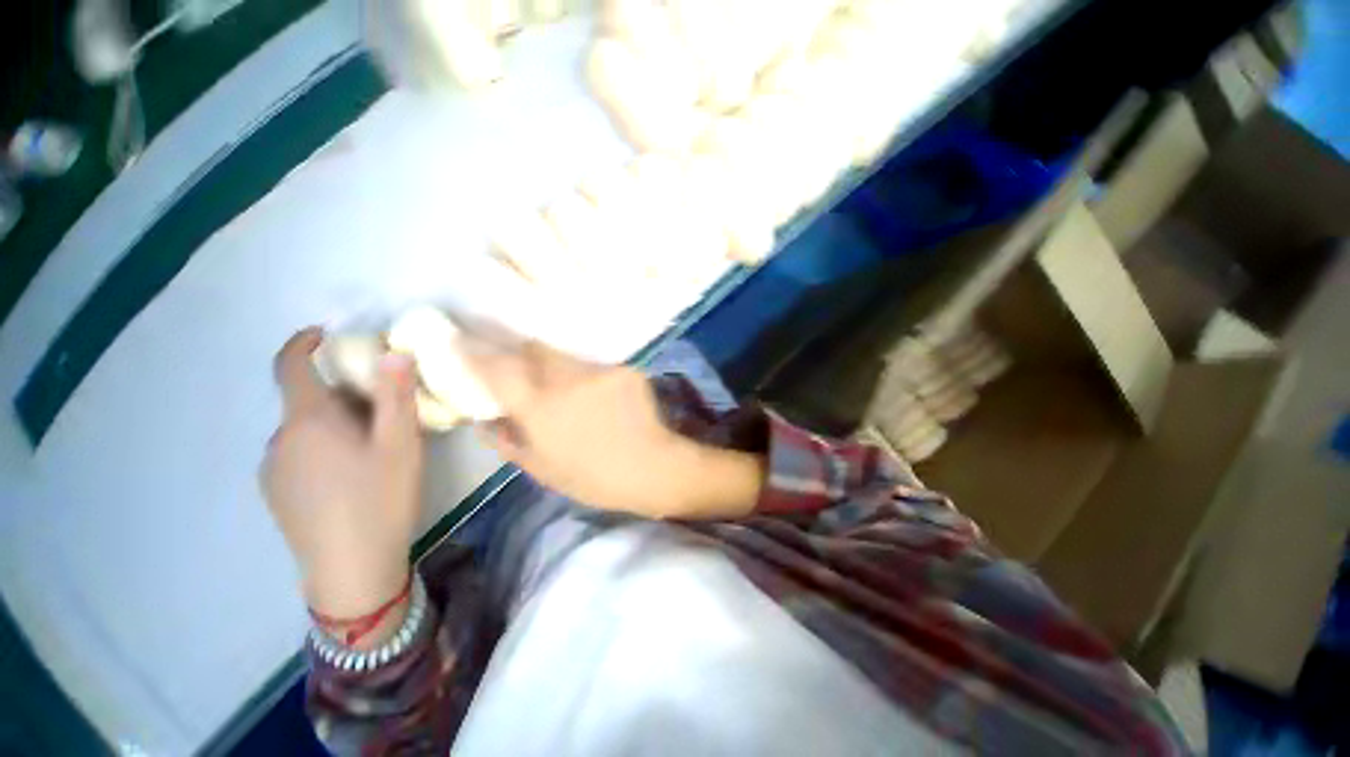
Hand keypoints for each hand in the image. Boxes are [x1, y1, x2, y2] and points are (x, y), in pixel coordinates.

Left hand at [261, 328, 422, 639]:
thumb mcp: (401, 443)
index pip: (290, 366)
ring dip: (332, 426)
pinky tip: (349, 478)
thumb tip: (393, 352)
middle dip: (340, 395)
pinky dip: (321, 450)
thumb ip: (395, 395)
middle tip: (383, 413)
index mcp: (308, 421)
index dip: (303, 343)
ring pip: (303, 431)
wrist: (350, 567)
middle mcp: (280, 439)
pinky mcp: (275, 494)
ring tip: (371, 451)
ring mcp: (273, 469)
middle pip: (305, 401)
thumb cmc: (380, 497)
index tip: (324, 334)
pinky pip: (297, 456)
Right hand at [462, 339, 762, 518]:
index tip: (459, 340)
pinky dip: (589, 377)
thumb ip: (507, 441)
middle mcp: (566, 380)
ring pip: (566, 356)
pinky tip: (600, 398)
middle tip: (523, 367)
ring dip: (557, 367)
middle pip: (533, 349)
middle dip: (521, 353)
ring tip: (569, 390)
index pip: (497, 367)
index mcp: (540, 408)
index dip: (474, 352)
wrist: (654, 467)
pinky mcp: (623, 369)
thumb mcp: (543, 469)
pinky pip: (595, 366)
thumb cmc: (595, 478)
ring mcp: (599, 371)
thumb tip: (484, 420)